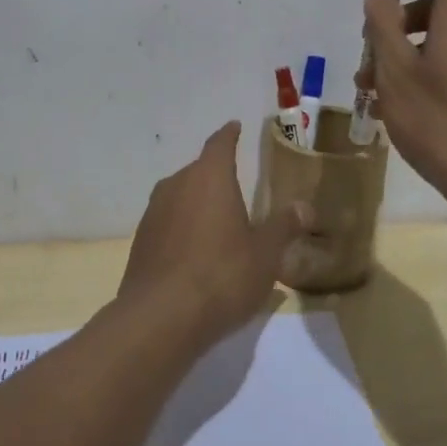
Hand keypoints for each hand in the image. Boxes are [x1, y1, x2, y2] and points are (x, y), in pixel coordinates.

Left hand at [118, 122, 309, 340]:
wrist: (159, 319)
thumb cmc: (221, 276)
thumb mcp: (265, 254)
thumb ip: (284, 226)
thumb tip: (305, 206)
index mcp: (209, 177)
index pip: (220, 144)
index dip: (229, 135)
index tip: (235, 126)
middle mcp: (177, 185)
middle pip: (198, 170)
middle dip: (216, 175)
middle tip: (236, 187)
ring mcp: (153, 213)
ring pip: (180, 196)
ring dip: (197, 204)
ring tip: (217, 222)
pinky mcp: (140, 242)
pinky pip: (168, 223)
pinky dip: (182, 228)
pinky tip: (195, 253)